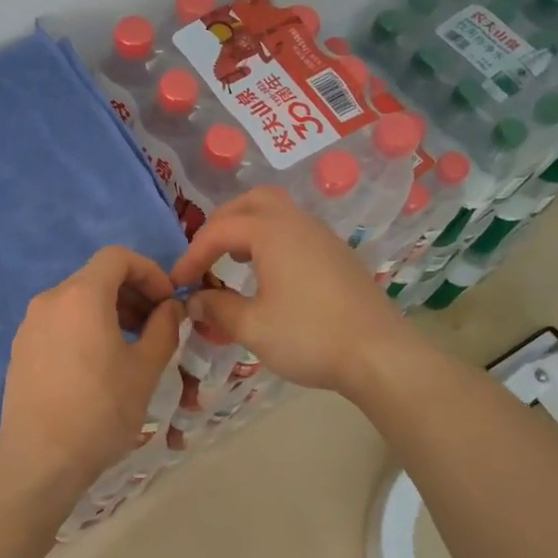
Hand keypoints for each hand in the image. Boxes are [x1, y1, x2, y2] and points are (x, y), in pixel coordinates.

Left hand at [0, 246, 182, 495]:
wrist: (39, 460)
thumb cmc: (100, 411)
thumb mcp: (145, 369)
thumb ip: (163, 328)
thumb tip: (171, 308)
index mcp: (81, 296)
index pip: (117, 257)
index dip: (149, 271)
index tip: (167, 302)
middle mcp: (50, 299)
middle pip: (96, 277)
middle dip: (131, 292)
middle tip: (156, 325)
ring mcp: (30, 324)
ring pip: (76, 300)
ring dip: (109, 310)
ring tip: (131, 346)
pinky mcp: (21, 348)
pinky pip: (59, 322)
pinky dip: (84, 326)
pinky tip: (98, 363)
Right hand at [172, 187, 412, 393]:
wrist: (380, 355)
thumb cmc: (309, 336)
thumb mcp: (252, 327)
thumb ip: (217, 308)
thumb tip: (194, 300)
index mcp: (272, 232)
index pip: (219, 230)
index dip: (192, 254)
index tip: (178, 282)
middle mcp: (297, 223)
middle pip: (252, 202)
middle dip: (222, 223)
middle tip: (205, 253)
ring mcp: (323, 236)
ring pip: (278, 212)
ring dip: (249, 228)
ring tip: (232, 260)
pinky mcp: (338, 255)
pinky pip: (296, 231)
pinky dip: (272, 240)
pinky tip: (268, 274)